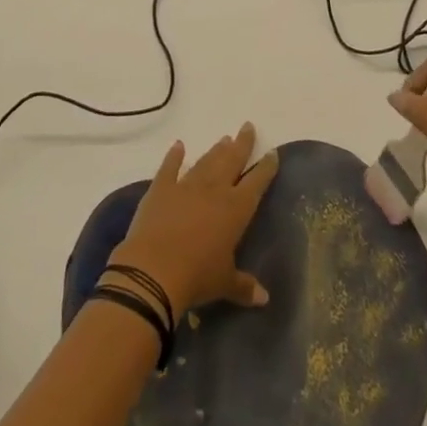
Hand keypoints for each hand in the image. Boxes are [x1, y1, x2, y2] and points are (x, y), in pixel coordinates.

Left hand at [108, 123, 278, 316]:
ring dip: (215, 151)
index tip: (272, 153)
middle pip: (232, 160)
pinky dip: (174, 156)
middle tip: (247, 127)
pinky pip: (169, 167)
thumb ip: (244, 286)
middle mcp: (214, 190)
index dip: (266, 168)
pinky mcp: (161, 188)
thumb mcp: (224, 284)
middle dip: (242, 144)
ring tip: (224, 139)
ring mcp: (186, 185)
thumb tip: (265, 298)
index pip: (257, 182)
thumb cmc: (197, 277)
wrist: (154, 270)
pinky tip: (178, 146)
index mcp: (235, 209)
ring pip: (206, 162)